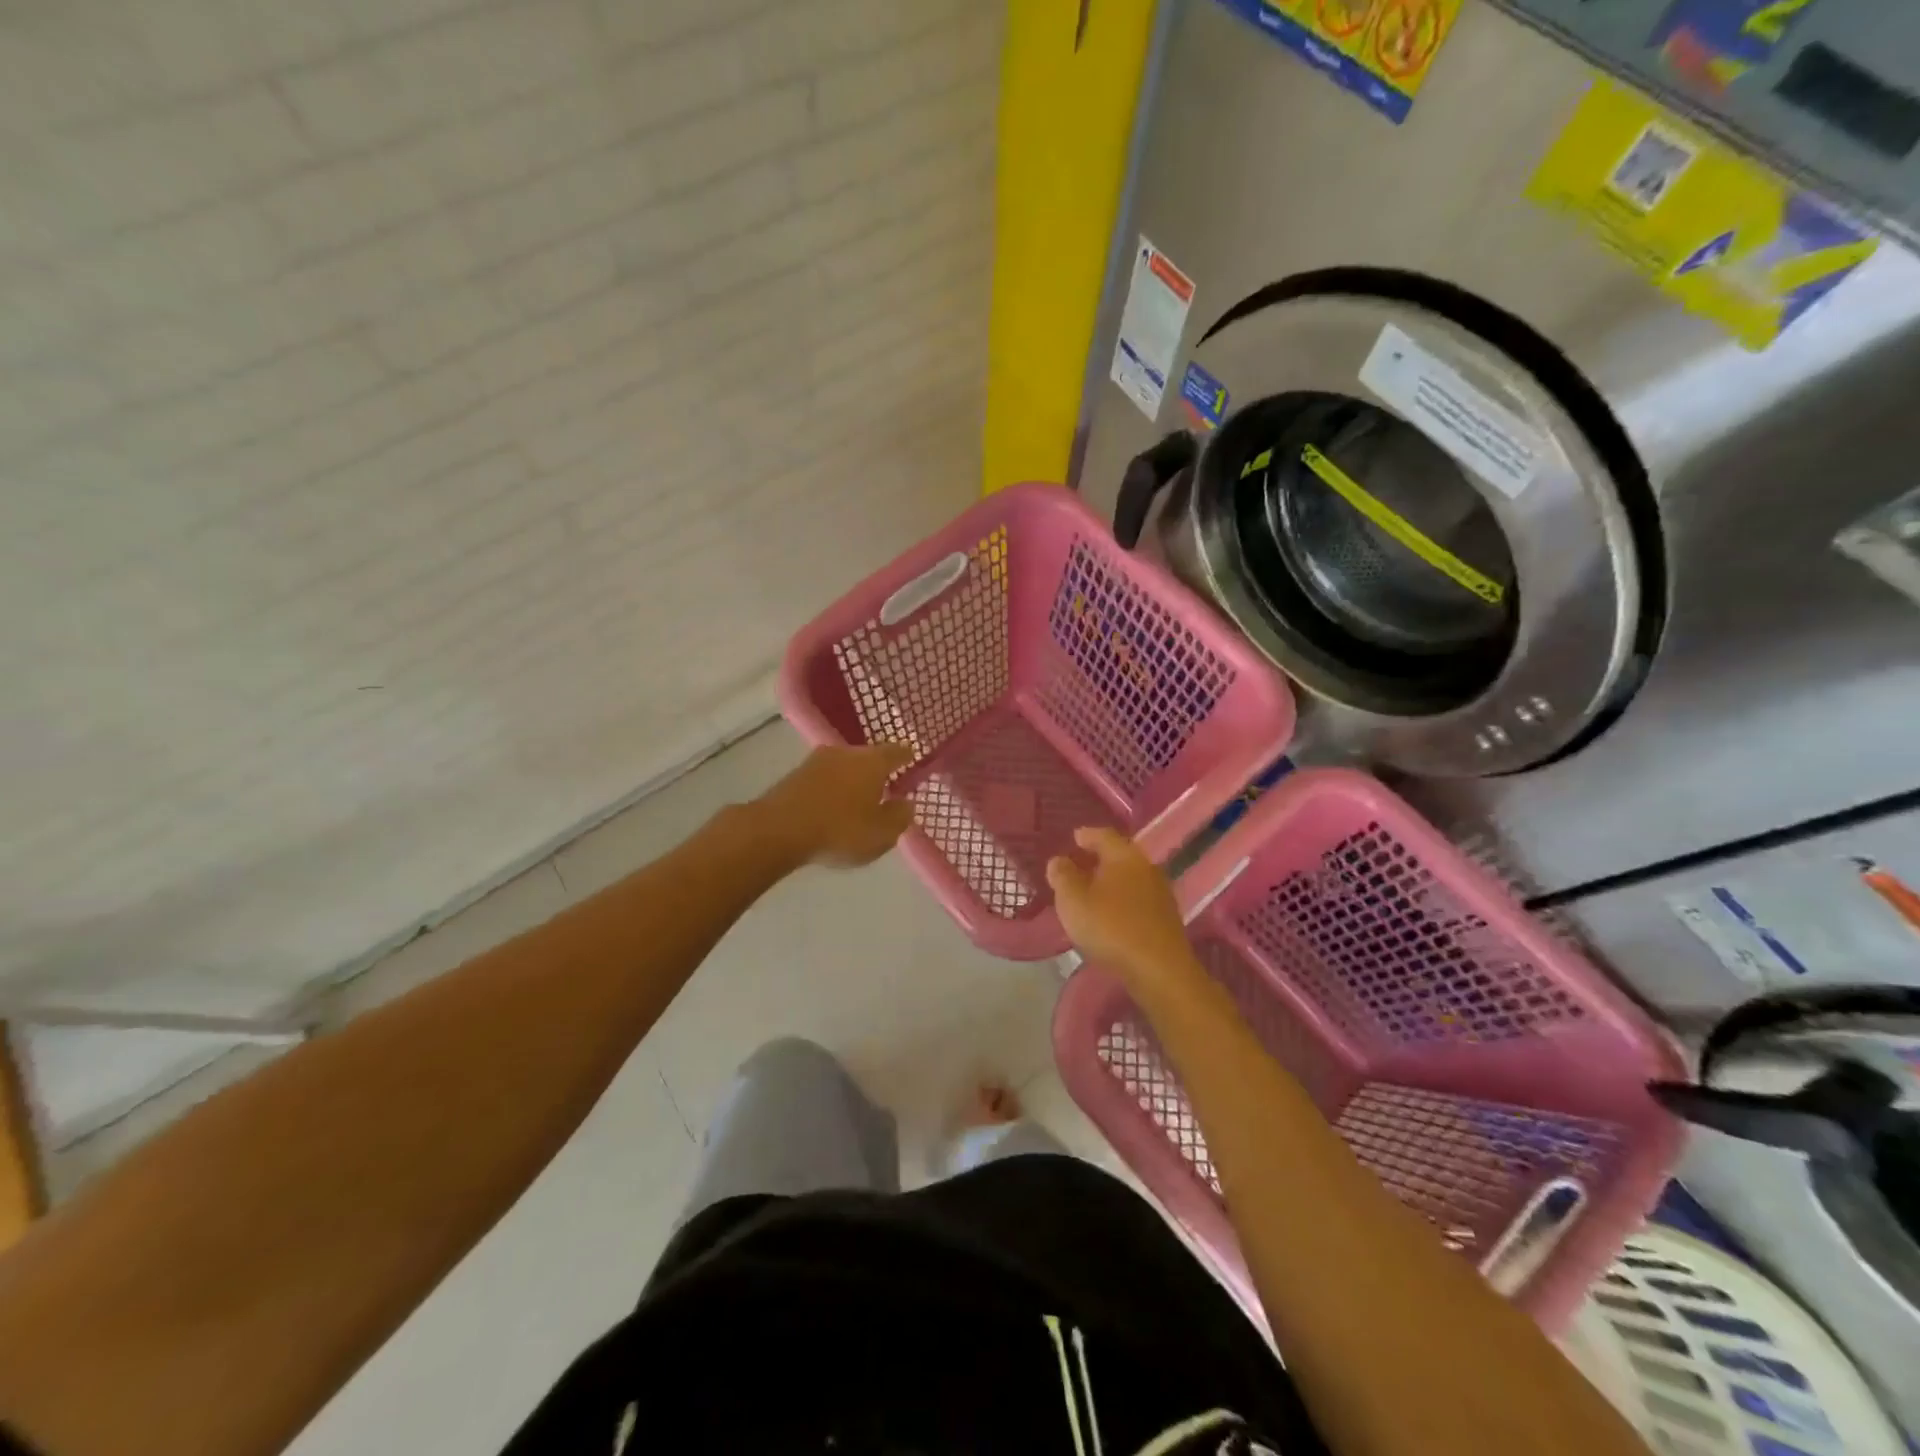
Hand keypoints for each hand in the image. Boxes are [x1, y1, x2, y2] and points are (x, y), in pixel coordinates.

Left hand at [755, 743, 915, 867]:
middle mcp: (846, 752)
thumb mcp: (881, 834)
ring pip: (844, 766)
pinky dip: (832, 789)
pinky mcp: (795, 775)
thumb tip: (906, 803)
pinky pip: (824, 779)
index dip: (907, 757)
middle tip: (885, 788)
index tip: (912, 760)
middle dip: (877, 771)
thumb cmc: (840, 830)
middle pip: (868, 757)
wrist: (778, 830)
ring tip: (857, 800)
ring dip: (852, 780)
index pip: (897, 751)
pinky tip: (831, 806)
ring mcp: (816, 761)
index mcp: (873, 762)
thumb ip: (899, 817)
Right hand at [1046, 828, 1196, 983]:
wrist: (1159, 970)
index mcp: (1124, 856)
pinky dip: (1122, 900)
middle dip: (1099, 858)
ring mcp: (1160, 894)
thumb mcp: (1073, 900)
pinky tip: (1111, 914)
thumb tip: (1059, 860)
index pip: (1104, 835)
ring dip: (1111, 881)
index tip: (1074, 838)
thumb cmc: (1111, 928)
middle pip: (1119, 855)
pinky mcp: (1166, 918)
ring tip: (1091, 891)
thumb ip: (1062, 876)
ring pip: (1130, 878)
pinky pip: (1138, 899)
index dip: (1087, 835)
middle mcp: (1146, 868)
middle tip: (1078, 864)